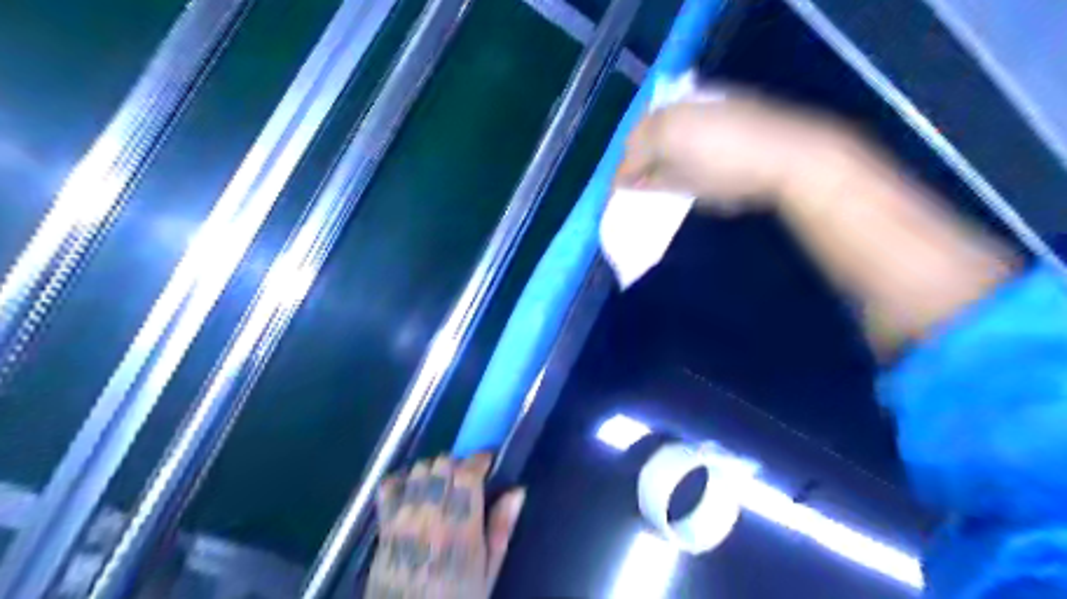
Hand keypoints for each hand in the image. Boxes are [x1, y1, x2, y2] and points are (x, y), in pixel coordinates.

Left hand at [366, 453, 526, 598]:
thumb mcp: (489, 572)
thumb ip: (502, 529)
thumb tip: (517, 491)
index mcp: (460, 528)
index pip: (467, 473)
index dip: (480, 459)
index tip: (488, 463)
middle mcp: (429, 516)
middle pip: (443, 463)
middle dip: (458, 463)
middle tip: (467, 479)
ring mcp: (403, 519)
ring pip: (419, 469)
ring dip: (434, 470)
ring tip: (442, 485)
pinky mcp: (384, 526)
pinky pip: (388, 486)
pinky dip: (403, 480)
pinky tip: (414, 490)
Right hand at [618, 86, 856, 212]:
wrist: (789, 155)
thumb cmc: (733, 179)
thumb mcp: (689, 187)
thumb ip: (655, 182)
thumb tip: (633, 182)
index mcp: (664, 132)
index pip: (630, 154)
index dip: (622, 175)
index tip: (618, 192)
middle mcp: (675, 109)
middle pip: (640, 132)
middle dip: (634, 157)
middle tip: (636, 180)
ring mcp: (697, 101)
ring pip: (660, 120)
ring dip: (653, 142)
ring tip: (658, 167)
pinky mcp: (718, 99)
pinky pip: (682, 113)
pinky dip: (674, 131)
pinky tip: (683, 148)